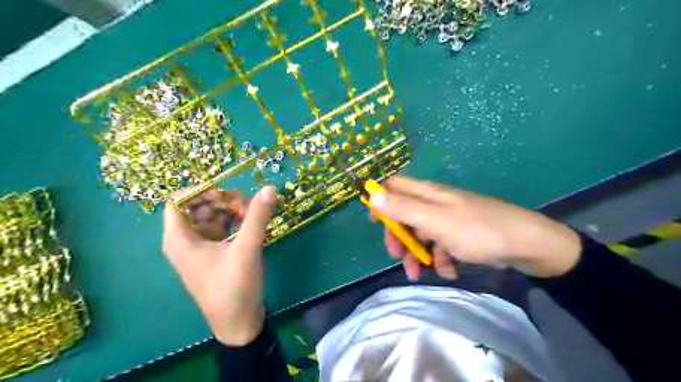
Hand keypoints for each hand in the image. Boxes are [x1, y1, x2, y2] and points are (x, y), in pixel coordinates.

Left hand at [162, 185, 275, 345]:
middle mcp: (186, 241)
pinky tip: (251, 227)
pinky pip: (220, 229)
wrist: (239, 324)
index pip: (178, 201)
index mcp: (180, 239)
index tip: (227, 193)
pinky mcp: (214, 254)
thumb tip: (270, 188)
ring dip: (230, 211)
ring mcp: (200, 248)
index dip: (201, 191)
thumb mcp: (246, 250)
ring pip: (211, 216)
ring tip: (252, 217)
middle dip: (222, 201)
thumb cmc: (234, 288)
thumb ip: (257, 217)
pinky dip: (234, 223)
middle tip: (247, 207)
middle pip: (198, 206)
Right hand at [370, 178, 581, 278]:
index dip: (381, 200)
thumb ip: (403, 208)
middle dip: (398, 235)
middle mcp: (436, 203)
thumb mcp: (434, 221)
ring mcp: (449, 219)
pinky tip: (449, 271)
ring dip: (417, 253)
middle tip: (397, 255)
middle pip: (405, 213)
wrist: (526, 244)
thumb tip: (372, 194)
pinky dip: (441, 258)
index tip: (374, 222)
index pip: (395, 186)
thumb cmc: (476, 230)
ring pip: (421, 233)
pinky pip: (441, 245)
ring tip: (419, 274)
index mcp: (428, 194)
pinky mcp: (461, 234)